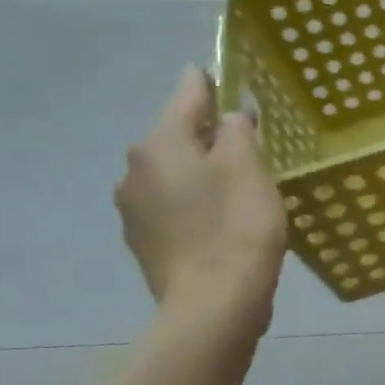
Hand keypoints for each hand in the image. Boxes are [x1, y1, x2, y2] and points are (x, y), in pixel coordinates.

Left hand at [114, 67, 288, 334]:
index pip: (187, 93)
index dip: (211, 82)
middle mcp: (135, 169)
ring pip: (175, 172)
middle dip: (210, 134)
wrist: (213, 306)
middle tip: (250, 145)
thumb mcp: (249, 166)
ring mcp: (134, 209)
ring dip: (202, 170)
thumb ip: (238, 128)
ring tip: (239, 186)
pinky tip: (221, 219)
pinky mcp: (144, 242)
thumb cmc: (237, 226)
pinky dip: (195, 202)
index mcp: (159, 143)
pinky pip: (173, 205)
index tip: (230, 78)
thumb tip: (229, 115)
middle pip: (178, 135)